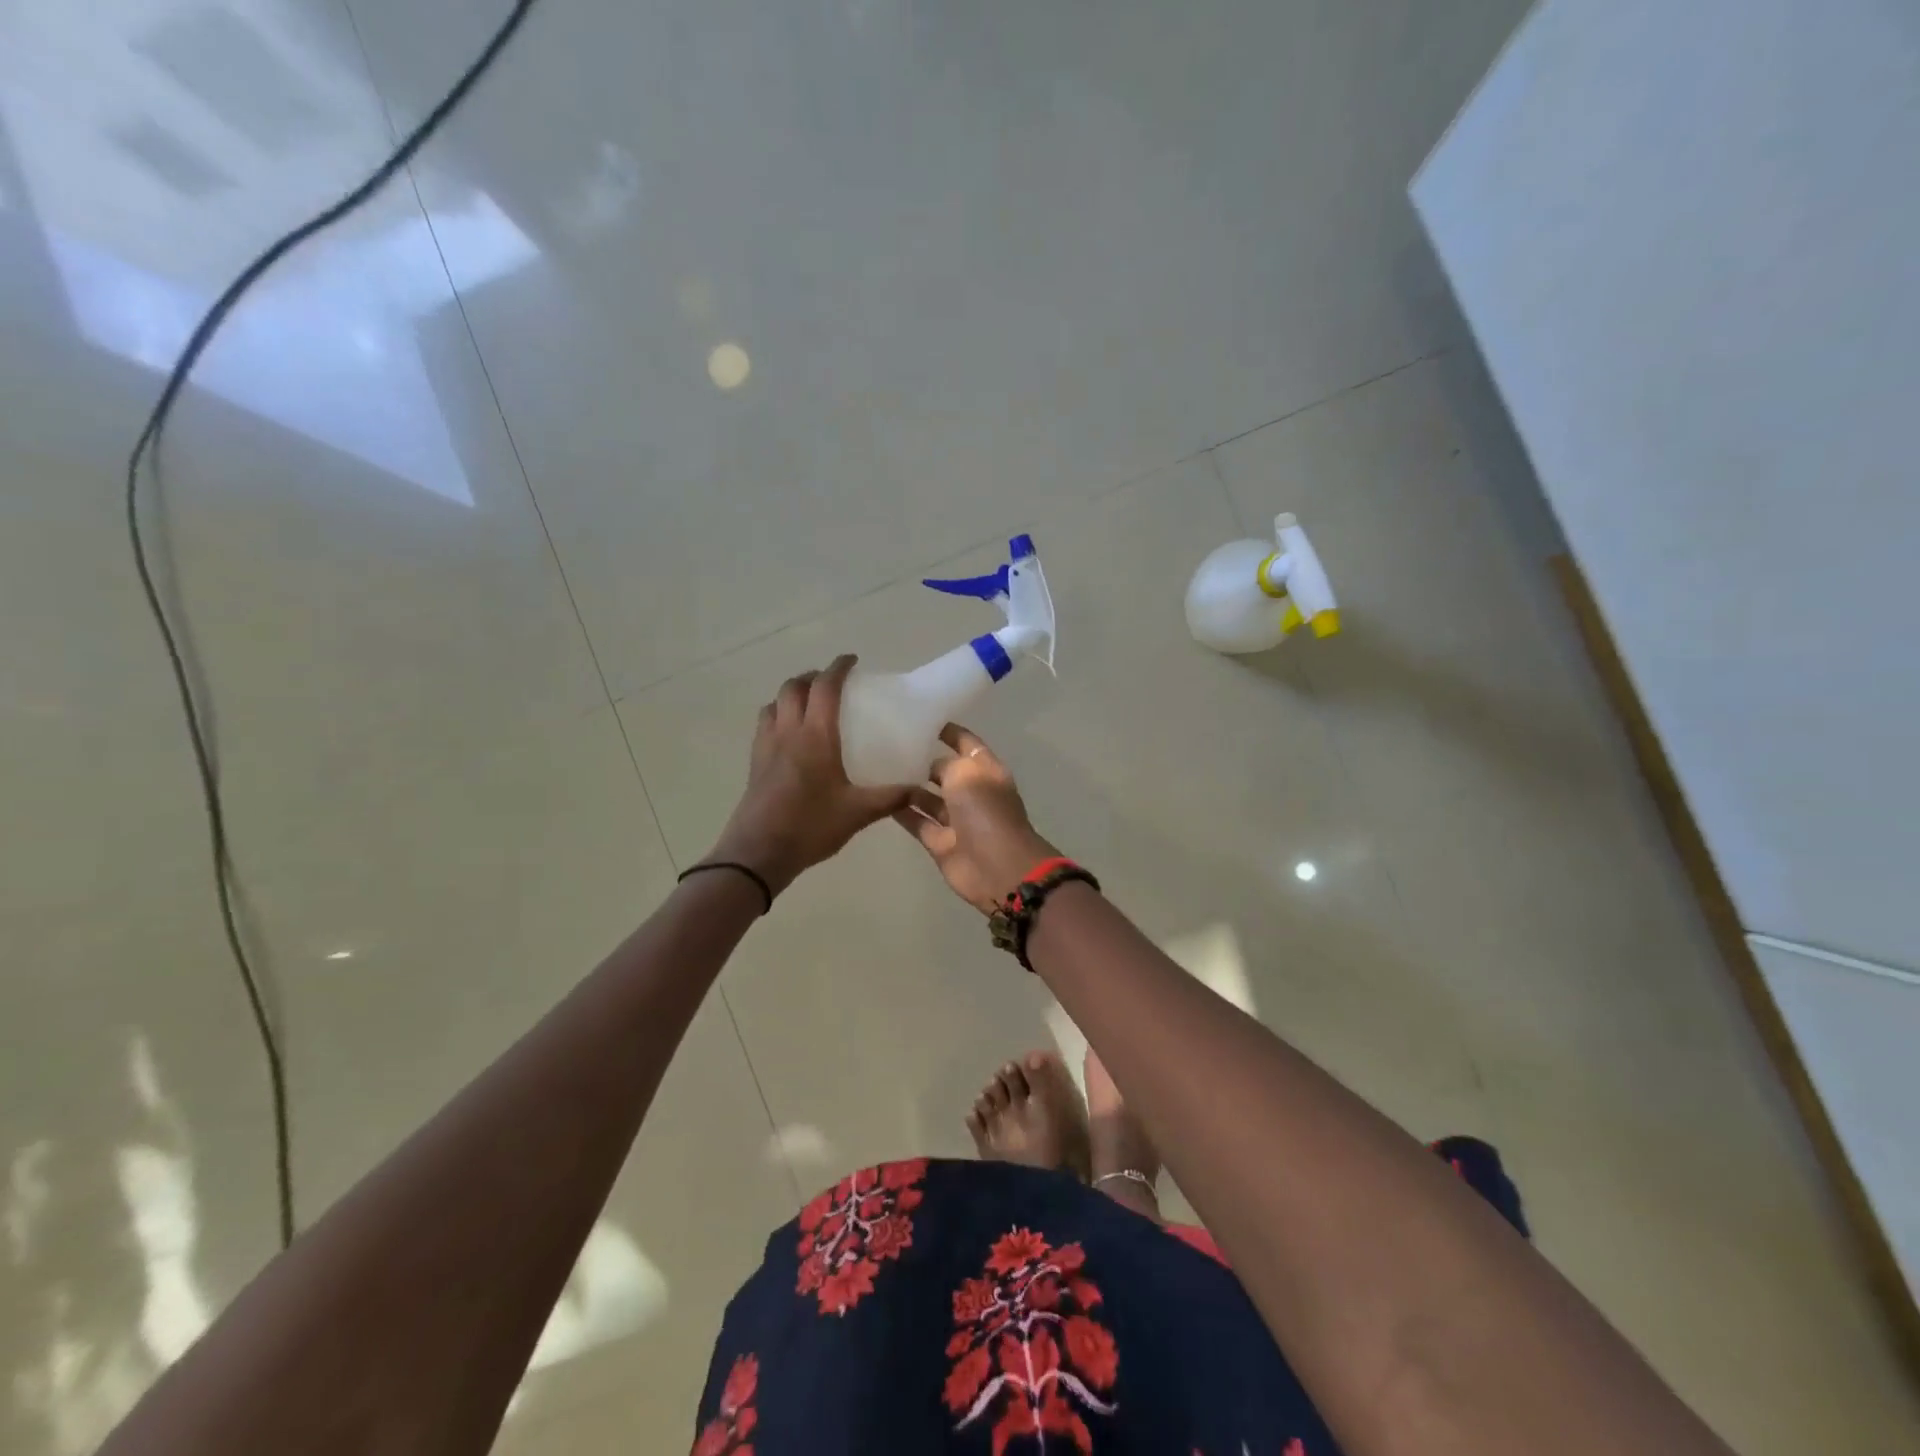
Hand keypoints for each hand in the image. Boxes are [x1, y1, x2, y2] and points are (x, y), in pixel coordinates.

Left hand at [708, 656, 909, 894]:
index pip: (825, 688)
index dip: (838, 668)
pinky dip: (778, 714)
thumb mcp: (858, 813)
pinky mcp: (754, 763)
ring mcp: (766, 746)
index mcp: (815, 736)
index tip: (851, 660)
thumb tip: (920, 790)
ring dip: (791, 693)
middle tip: (832, 682)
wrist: (758, 853)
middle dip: (812, 676)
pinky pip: (765, 724)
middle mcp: (787, 732)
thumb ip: (891, 798)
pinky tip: (790, 735)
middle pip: (794, 688)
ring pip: (774, 703)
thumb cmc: (810, 827)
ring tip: (809, 703)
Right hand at [893, 724, 1060, 912]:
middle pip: (946, 772)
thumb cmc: (985, 811)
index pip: (967, 744)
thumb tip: (930, 767)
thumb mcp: (965, 773)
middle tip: (890, 745)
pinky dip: (903, 812)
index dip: (949, 732)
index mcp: (987, 771)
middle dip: (924, 760)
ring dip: (910, 787)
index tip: (922, 720)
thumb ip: (946, 764)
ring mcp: (957, 820)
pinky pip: (919, 822)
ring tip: (880, 770)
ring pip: (930, 799)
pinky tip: (881, 798)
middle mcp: (973, 793)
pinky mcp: (941, 843)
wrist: (996, 867)